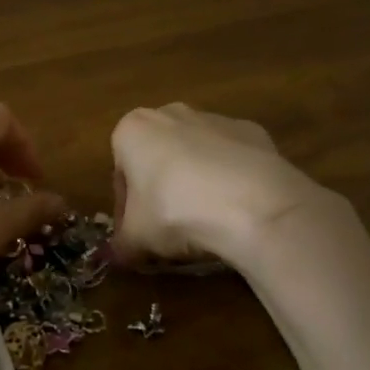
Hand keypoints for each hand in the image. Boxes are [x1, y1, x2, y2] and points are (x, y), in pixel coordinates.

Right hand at [109, 103, 346, 267]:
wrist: (252, 204)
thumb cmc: (176, 212)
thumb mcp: (137, 239)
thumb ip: (121, 246)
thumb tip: (116, 256)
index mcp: (133, 129)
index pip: (120, 172)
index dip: (126, 208)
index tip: (137, 234)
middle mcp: (171, 113)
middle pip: (158, 156)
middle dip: (161, 189)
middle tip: (170, 229)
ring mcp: (215, 119)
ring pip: (196, 154)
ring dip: (196, 182)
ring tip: (208, 223)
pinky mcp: (253, 131)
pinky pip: (233, 158)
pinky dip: (232, 178)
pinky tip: (238, 208)